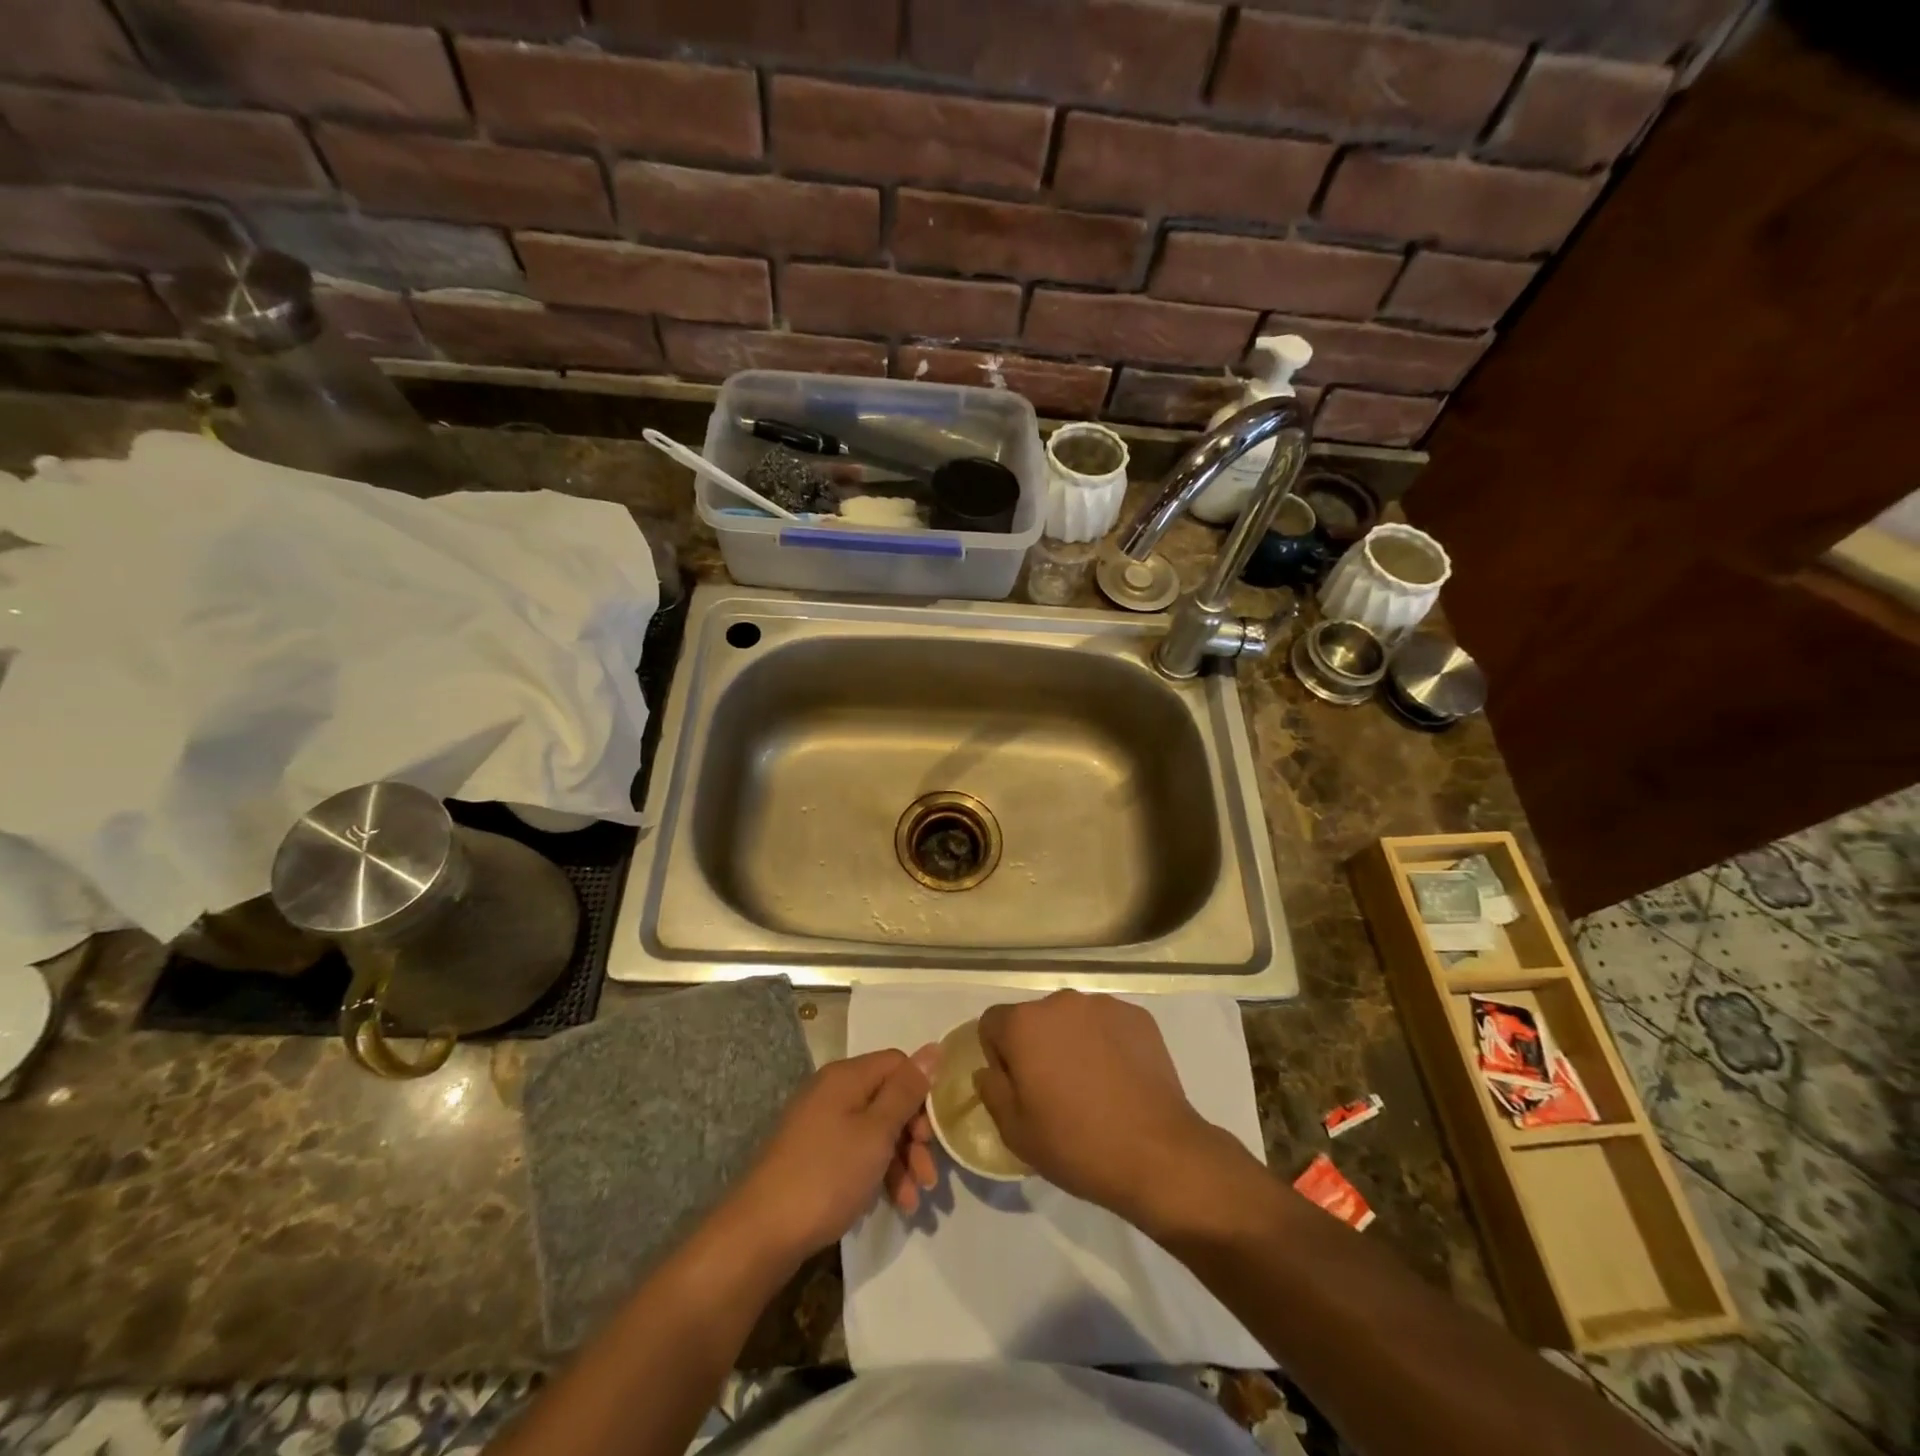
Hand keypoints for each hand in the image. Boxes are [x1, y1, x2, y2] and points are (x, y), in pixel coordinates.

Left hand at [729, 1048, 938, 1266]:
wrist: (761, 1233)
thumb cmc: (827, 1175)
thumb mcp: (876, 1132)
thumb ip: (906, 1091)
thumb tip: (933, 1048)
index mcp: (846, 1077)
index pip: (897, 1064)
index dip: (921, 1094)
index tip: (933, 1134)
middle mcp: (832, 1092)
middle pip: (887, 1099)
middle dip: (913, 1136)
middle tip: (928, 1175)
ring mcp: (819, 1125)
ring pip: (873, 1130)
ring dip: (900, 1161)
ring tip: (913, 1203)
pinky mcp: (812, 1156)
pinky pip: (855, 1152)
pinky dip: (876, 1173)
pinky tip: (891, 1203)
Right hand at [975, 991, 1245, 1229]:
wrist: (1158, 1154)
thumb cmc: (1076, 1145)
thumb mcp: (1015, 1132)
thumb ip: (992, 1091)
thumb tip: (990, 1070)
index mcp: (1025, 1024)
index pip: (993, 1024)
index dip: (998, 1055)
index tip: (1018, 1088)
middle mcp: (1061, 1002)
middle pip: (1035, 1019)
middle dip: (1037, 1046)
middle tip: (1055, 1091)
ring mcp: (1104, 1005)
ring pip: (1073, 1020)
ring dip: (1073, 1042)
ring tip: (1093, 1087)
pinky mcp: (1138, 1016)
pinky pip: (1108, 1025)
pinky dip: (1107, 1044)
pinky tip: (1120, 1080)